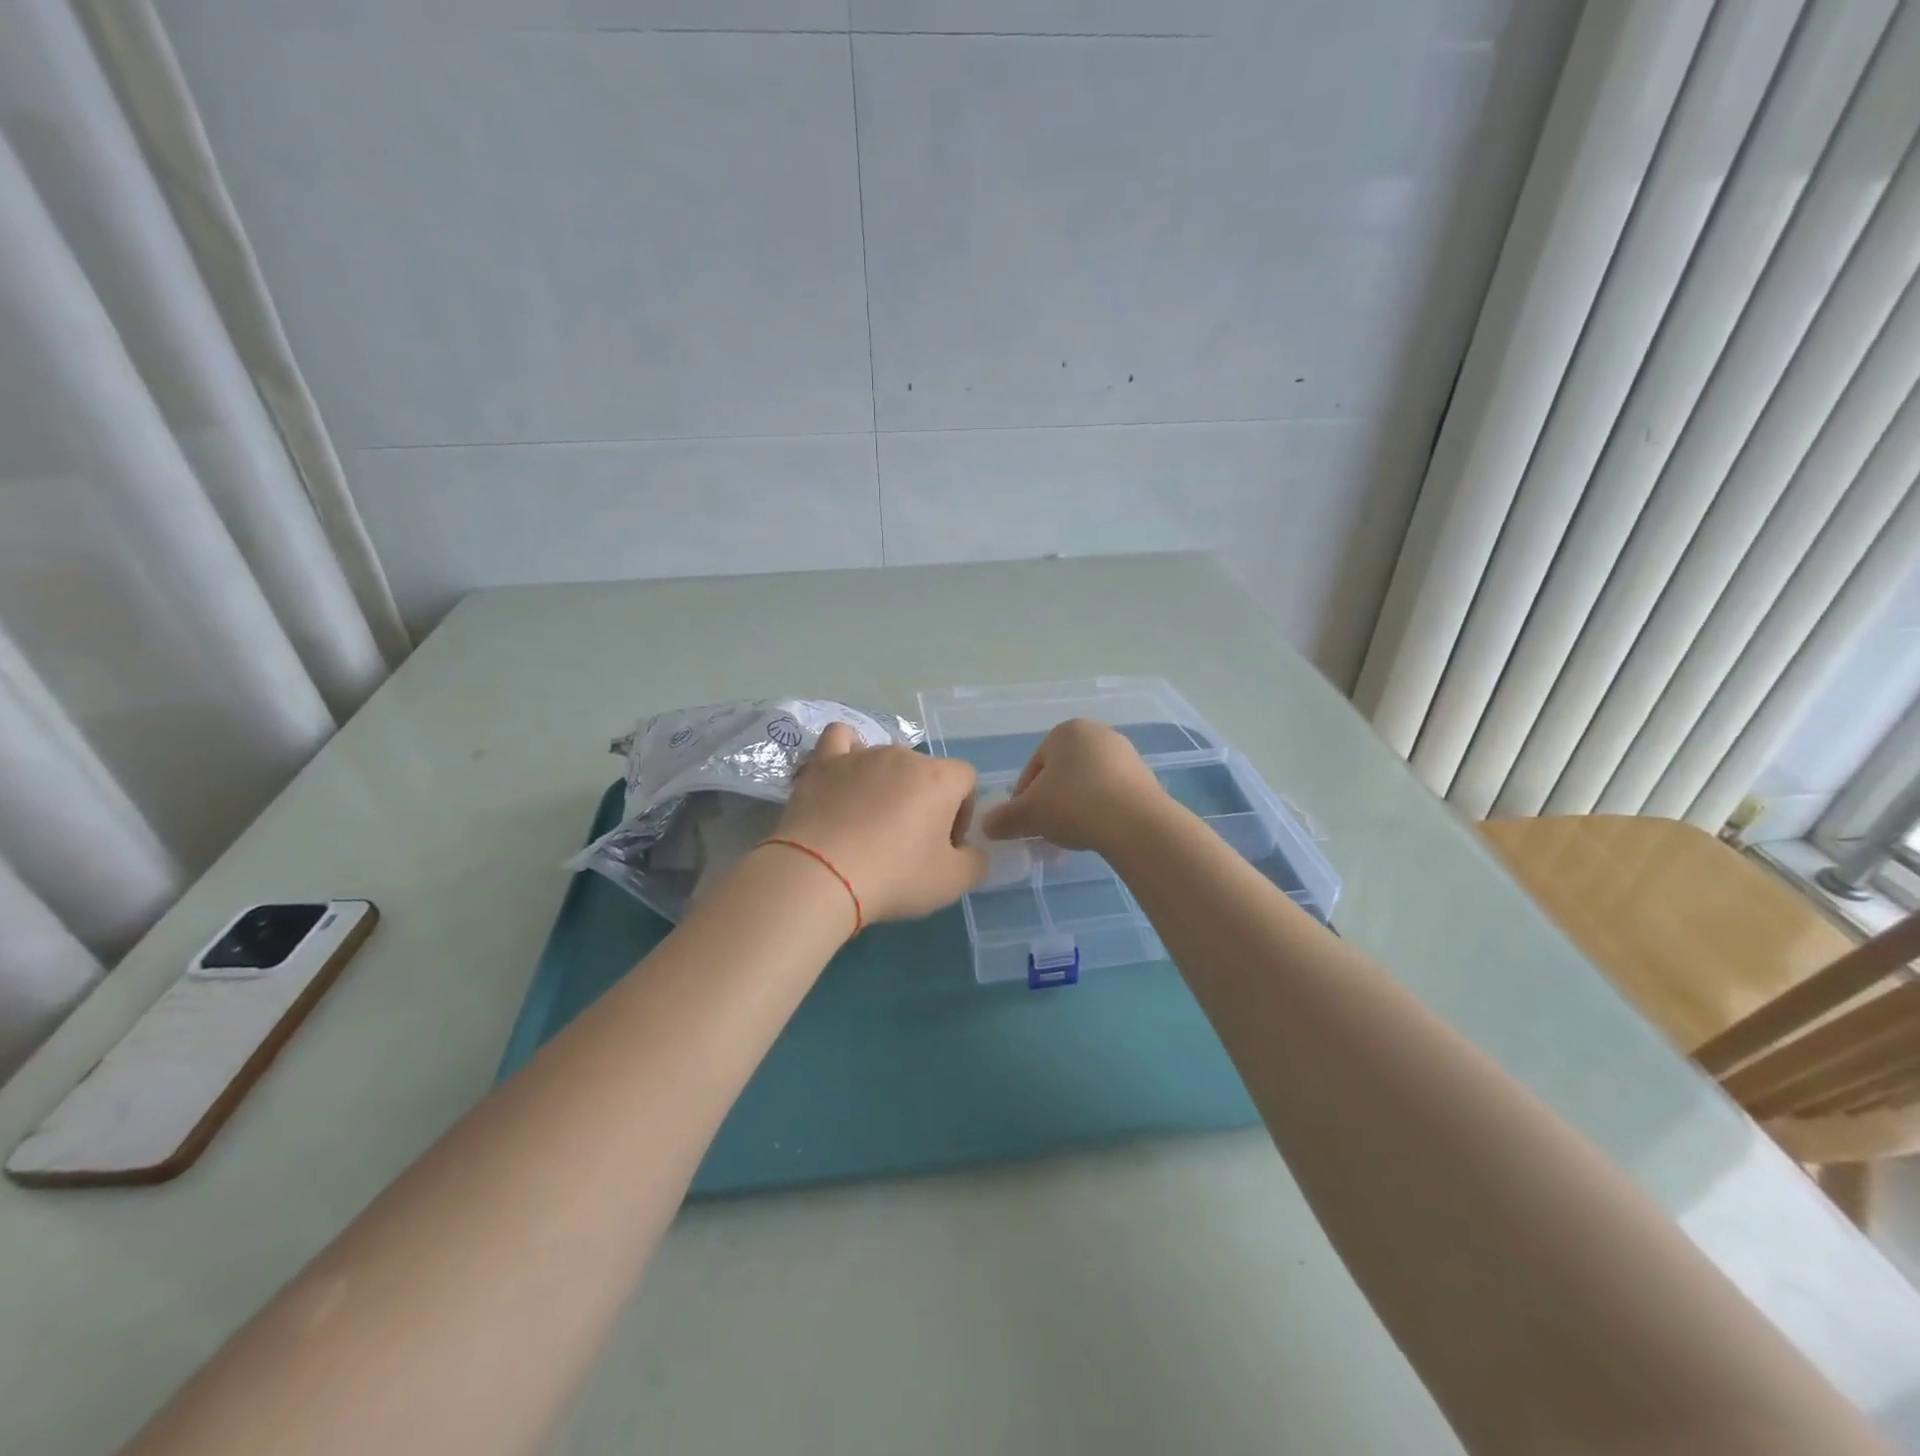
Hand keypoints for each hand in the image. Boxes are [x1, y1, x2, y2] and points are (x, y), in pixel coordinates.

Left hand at [771, 722, 987, 922]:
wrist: (820, 875)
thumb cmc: (894, 876)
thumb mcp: (953, 882)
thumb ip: (975, 862)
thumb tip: (969, 851)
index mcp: (939, 778)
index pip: (966, 780)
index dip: (961, 812)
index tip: (944, 845)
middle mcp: (903, 756)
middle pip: (925, 772)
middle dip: (924, 802)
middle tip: (908, 843)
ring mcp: (861, 755)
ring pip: (886, 760)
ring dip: (887, 786)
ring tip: (870, 822)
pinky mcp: (823, 763)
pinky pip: (840, 739)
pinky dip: (847, 752)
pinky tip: (845, 774)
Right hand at [979, 719, 1168, 851]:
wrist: (1135, 823)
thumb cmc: (1073, 804)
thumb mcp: (1028, 813)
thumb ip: (1004, 818)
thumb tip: (986, 825)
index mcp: (1066, 731)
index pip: (1033, 766)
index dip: (1023, 797)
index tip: (1024, 822)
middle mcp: (1098, 734)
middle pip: (1062, 774)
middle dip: (1051, 802)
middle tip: (1046, 830)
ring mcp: (1126, 754)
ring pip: (1087, 785)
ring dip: (1075, 808)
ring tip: (1072, 836)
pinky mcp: (1146, 778)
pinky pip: (1111, 795)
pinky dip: (1100, 811)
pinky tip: (1097, 833)